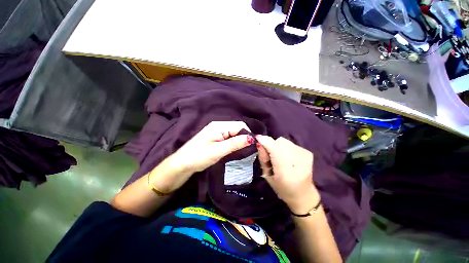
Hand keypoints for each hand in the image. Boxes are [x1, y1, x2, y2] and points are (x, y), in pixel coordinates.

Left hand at [151, 121, 253, 192]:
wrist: (182, 164)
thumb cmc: (199, 156)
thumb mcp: (218, 151)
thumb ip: (235, 143)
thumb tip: (252, 138)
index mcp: (219, 126)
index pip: (240, 125)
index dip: (248, 134)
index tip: (253, 146)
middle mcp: (218, 125)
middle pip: (237, 128)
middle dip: (244, 137)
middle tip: (249, 149)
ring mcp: (216, 131)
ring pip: (234, 132)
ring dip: (240, 140)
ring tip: (244, 150)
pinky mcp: (215, 137)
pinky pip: (229, 136)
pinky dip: (234, 141)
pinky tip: (235, 148)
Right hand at [256, 135, 319, 214]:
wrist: (303, 195)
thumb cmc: (282, 189)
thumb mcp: (267, 176)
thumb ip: (263, 159)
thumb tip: (260, 143)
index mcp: (285, 173)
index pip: (275, 150)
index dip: (266, 142)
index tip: (258, 138)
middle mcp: (298, 163)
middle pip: (280, 142)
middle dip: (272, 145)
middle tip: (270, 155)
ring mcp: (305, 157)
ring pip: (285, 141)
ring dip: (279, 146)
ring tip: (280, 157)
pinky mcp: (308, 153)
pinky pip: (291, 143)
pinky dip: (286, 148)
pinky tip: (288, 158)